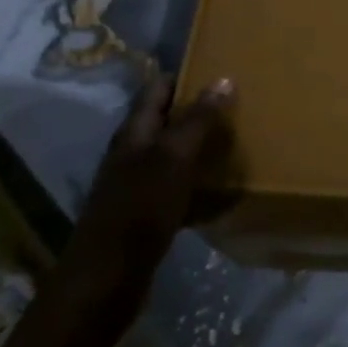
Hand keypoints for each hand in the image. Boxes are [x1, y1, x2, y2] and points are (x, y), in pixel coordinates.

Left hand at [71, 75, 235, 293]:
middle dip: (197, 110)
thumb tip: (224, 79)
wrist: (108, 277)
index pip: (157, 88)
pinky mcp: (146, 214)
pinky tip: (222, 190)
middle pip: (166, 120)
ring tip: (237, 141)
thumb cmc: (141, 208)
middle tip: (238, 105)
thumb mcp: (174, 158)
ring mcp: (137, 184)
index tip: (219, 69)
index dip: (185, 76)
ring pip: (173, 154)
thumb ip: (198, 120)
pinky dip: (199, 183)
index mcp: (135, 132)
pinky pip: (178, 187)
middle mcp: (132, 152)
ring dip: (200, 147)